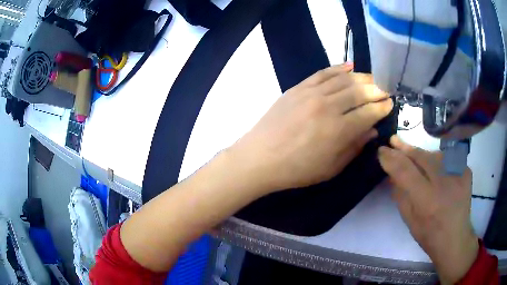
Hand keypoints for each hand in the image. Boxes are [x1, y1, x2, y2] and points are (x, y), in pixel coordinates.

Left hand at [229, 63, 392, 193]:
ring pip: (344, 79)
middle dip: (376, 90)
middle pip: (360, 92)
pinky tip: (350, 66)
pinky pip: (322, 73)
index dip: (382, 107)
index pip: (369, 113)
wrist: (260, 158)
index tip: (390, 104)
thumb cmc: (297, 169)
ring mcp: (311, 93)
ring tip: (373, 79)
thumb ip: (354, 147)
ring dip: (362, 77)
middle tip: (385, 90)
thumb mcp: (331, 168)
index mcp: (339, 130)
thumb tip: (372, 130)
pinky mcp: (298, 87)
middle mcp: (328, 106)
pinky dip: (338, 68)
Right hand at [378, 136, 478, 284]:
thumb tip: (392, 174)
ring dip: (421, 155)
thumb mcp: (409, 220)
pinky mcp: (465, 169)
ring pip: (433, 154)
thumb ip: (400, 195)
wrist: (455, 237)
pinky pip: (447, 159)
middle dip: (405, 148)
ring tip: (413, 157)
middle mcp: (443, 182)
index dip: (391, 158)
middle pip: (421, 156)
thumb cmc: (429, 234)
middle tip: (393, 140)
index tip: (381, 151)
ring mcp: (457, 173)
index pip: (405, 171)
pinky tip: (435, 170)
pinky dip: (437, 162)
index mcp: (427, 200)